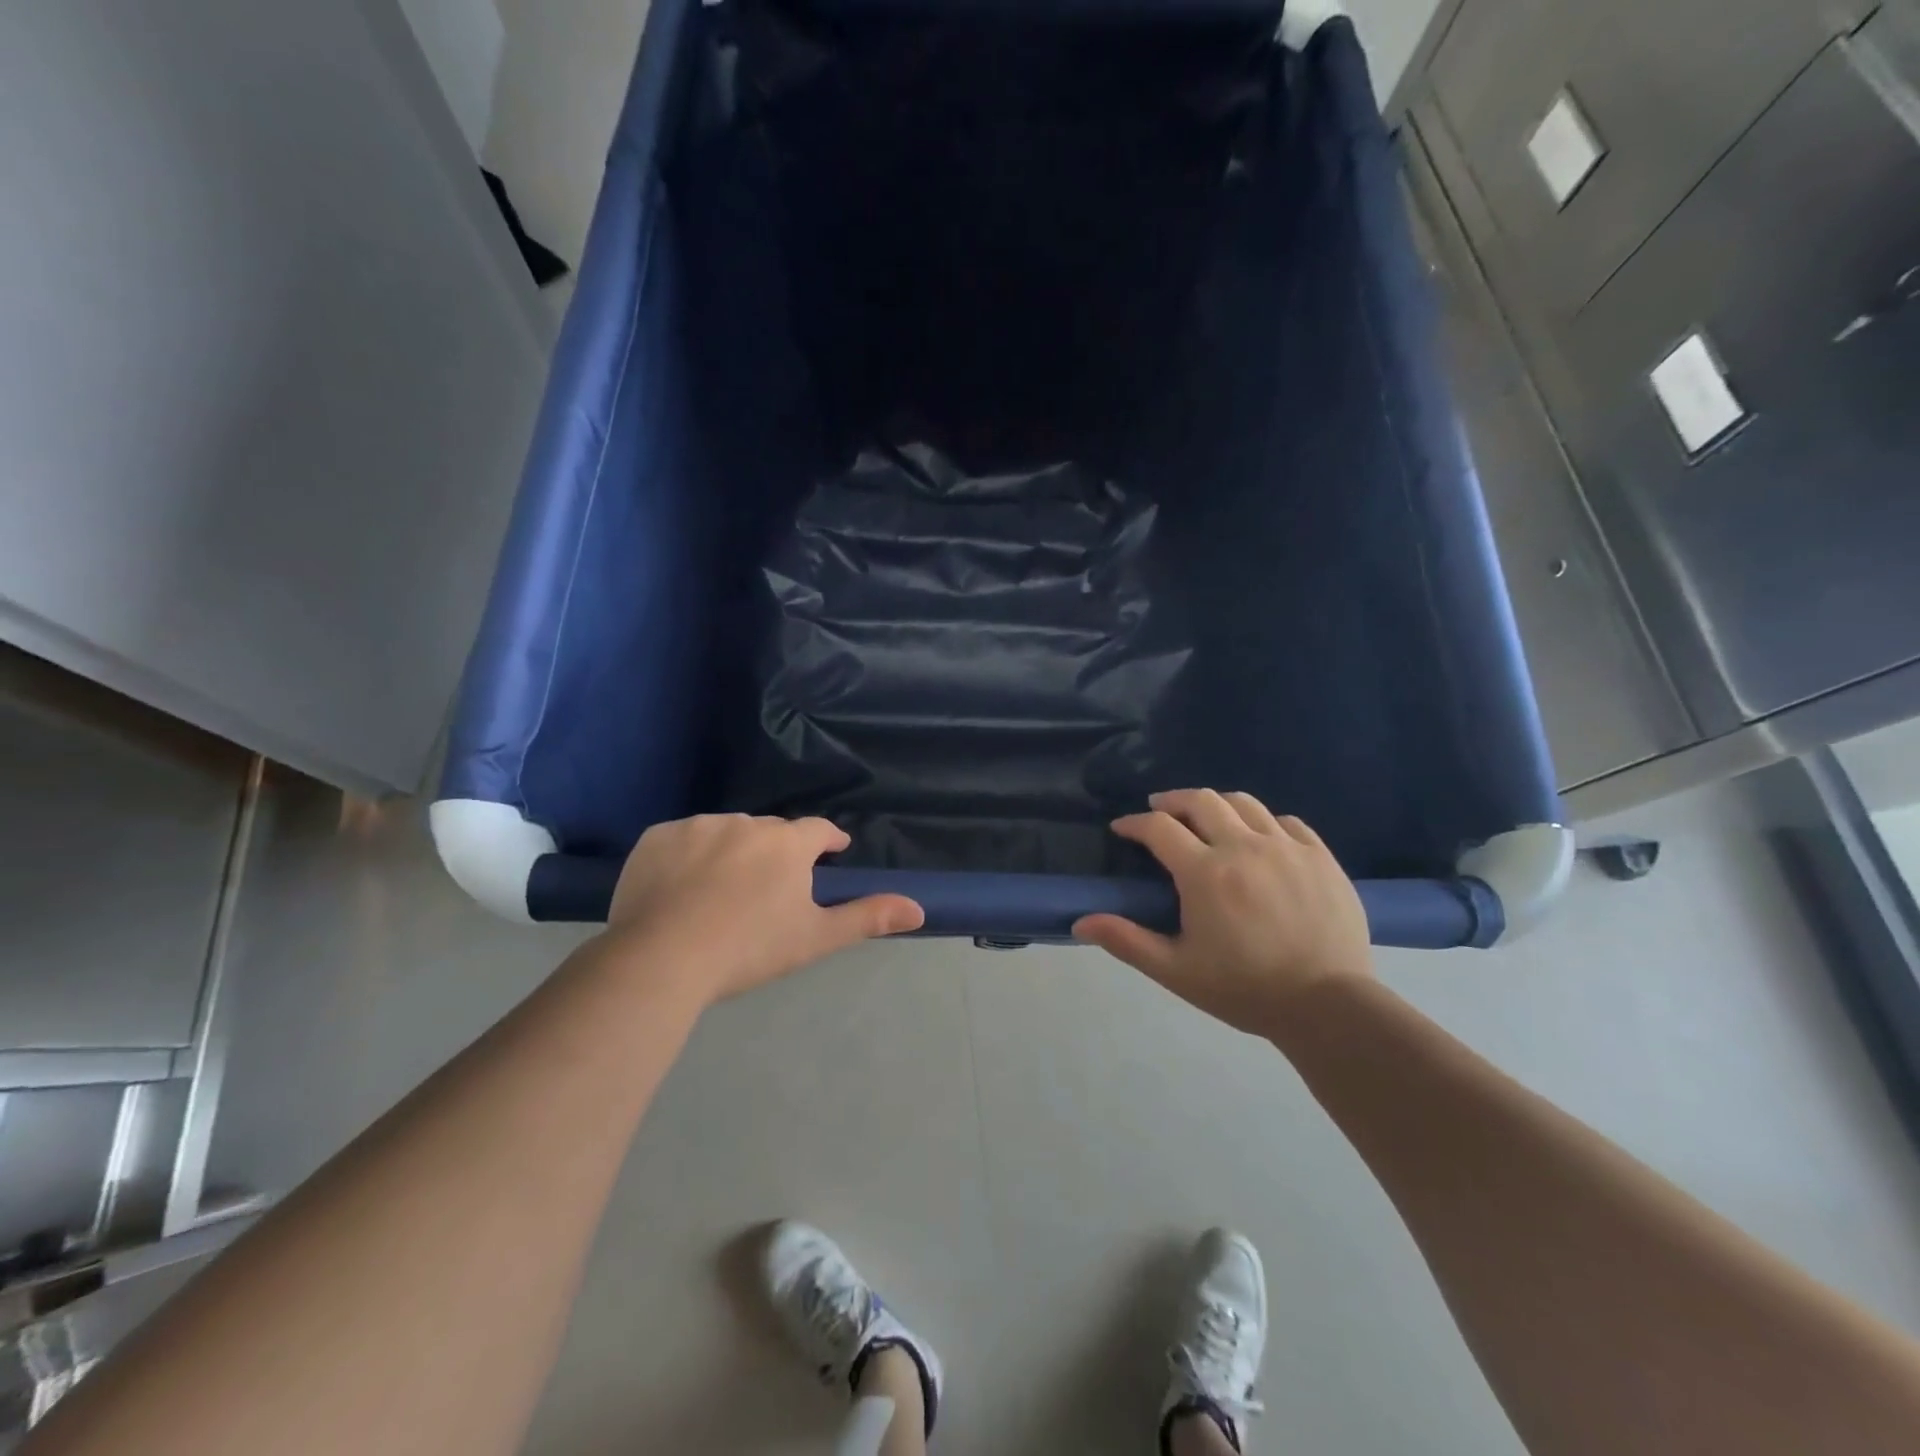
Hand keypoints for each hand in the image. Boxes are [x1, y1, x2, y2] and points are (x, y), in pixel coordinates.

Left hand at [604, 815, 923, 1005]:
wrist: (663, 958)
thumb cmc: (750, 948)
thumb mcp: (815, 938)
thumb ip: (868, 917)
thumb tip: (919, 908)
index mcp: (787, 843)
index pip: (817, 830)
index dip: (827, 841)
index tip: (831, 852)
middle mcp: (745, 822)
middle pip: (770, 832)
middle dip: (776, 852)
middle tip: (768, 889)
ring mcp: (697, 826)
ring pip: (725, 833)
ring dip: (731, 852)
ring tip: (720, 892)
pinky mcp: (657, 837)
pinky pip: (682, 839)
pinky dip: (687, 856)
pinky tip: (680, 888)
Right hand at [1073, 789, 1371, 1035]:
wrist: (1329, 1007)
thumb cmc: (1245, 990)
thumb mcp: (1176, 971)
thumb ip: (1127, 941)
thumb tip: (1080, 922)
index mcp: (1205, 873)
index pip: (1158, 828)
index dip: (1134, 823)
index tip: (1122, 828)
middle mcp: (1244, 847)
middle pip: (1201, 800)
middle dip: (1172, 801)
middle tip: (1159, 812)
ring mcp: (1287, 848)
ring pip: (1244, 803)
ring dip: (1216, 804)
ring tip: (1206, 818)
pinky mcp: (1320, 857)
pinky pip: (1287, 822)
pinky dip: (1263, 822)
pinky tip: (1259, 838)